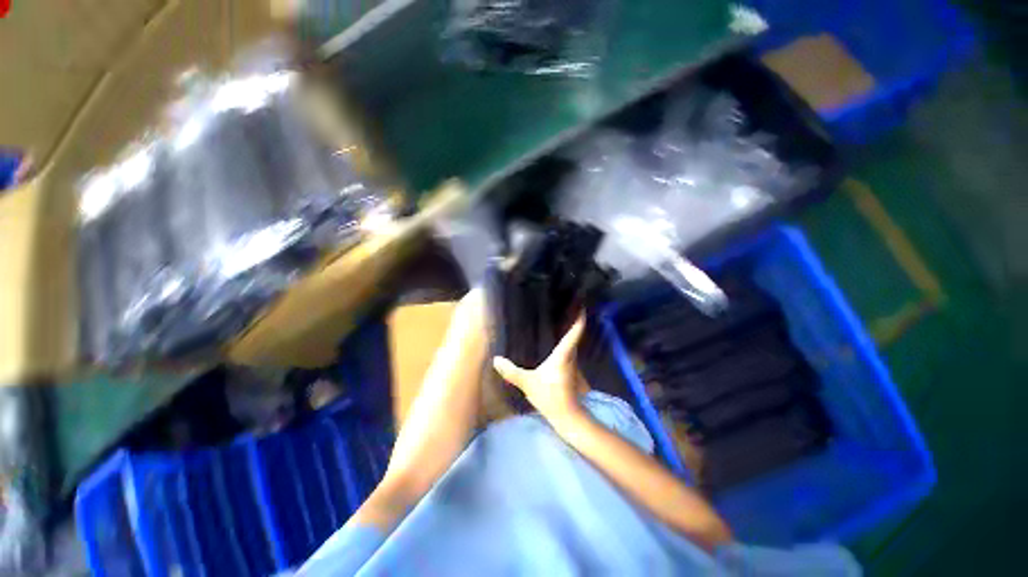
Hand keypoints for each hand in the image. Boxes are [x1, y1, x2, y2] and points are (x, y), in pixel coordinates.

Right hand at [492, 316, 585, 422]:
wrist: (567, 416)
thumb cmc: (550, 397)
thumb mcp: (528, 383)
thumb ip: (512, 372)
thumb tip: (496, 359)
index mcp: (564, 354)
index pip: (575, 331)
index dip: (579, 317)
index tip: (580, 303)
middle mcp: (571, 355)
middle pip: (576, 333)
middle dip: (572, 320)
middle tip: (565, 306)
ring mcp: (573, 363)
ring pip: (573, 342)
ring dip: (570, 330)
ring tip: (560, 319)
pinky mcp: (571, 370)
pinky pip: (570, 350)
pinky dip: (566, 341)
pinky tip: (556, 340)